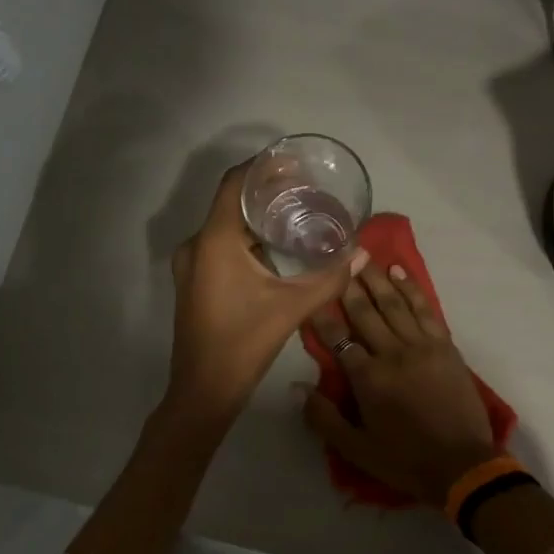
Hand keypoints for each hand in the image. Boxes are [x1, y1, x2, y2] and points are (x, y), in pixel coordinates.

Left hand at [167, 161, 365, 420]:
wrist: (204, 390)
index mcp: (215, 240)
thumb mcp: (292, 307)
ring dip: (256, 217)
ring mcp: (192, 264)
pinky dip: (246, 238)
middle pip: (231, 201)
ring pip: (225, 225)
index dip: (263, 167)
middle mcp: (197, 244)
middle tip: (305, 189)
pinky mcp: (195, 281)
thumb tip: (362, 254)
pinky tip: (275, 248)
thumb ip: (329, 278)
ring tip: (295, 214)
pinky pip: (220, 245)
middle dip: (266, 192)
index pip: (235, 183)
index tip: (294, 163)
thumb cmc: (244, 343)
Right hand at [303, 262, 499, 506]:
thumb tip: (296, 387)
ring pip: (394, 304)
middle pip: (365, 313)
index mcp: (368, 378)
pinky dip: (412, 289)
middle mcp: (392, 353)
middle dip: (348, 285)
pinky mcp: (445, 346)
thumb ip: (323, 418)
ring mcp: (422, 346)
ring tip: (363, 256)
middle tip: (336, 257)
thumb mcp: (356, 449)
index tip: (309, 293)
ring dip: (377, 279)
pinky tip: (400, 272)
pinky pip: (425, 309)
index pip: (338, 339)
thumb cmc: (405, 460)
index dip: (320, 315)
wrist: (462, 465)